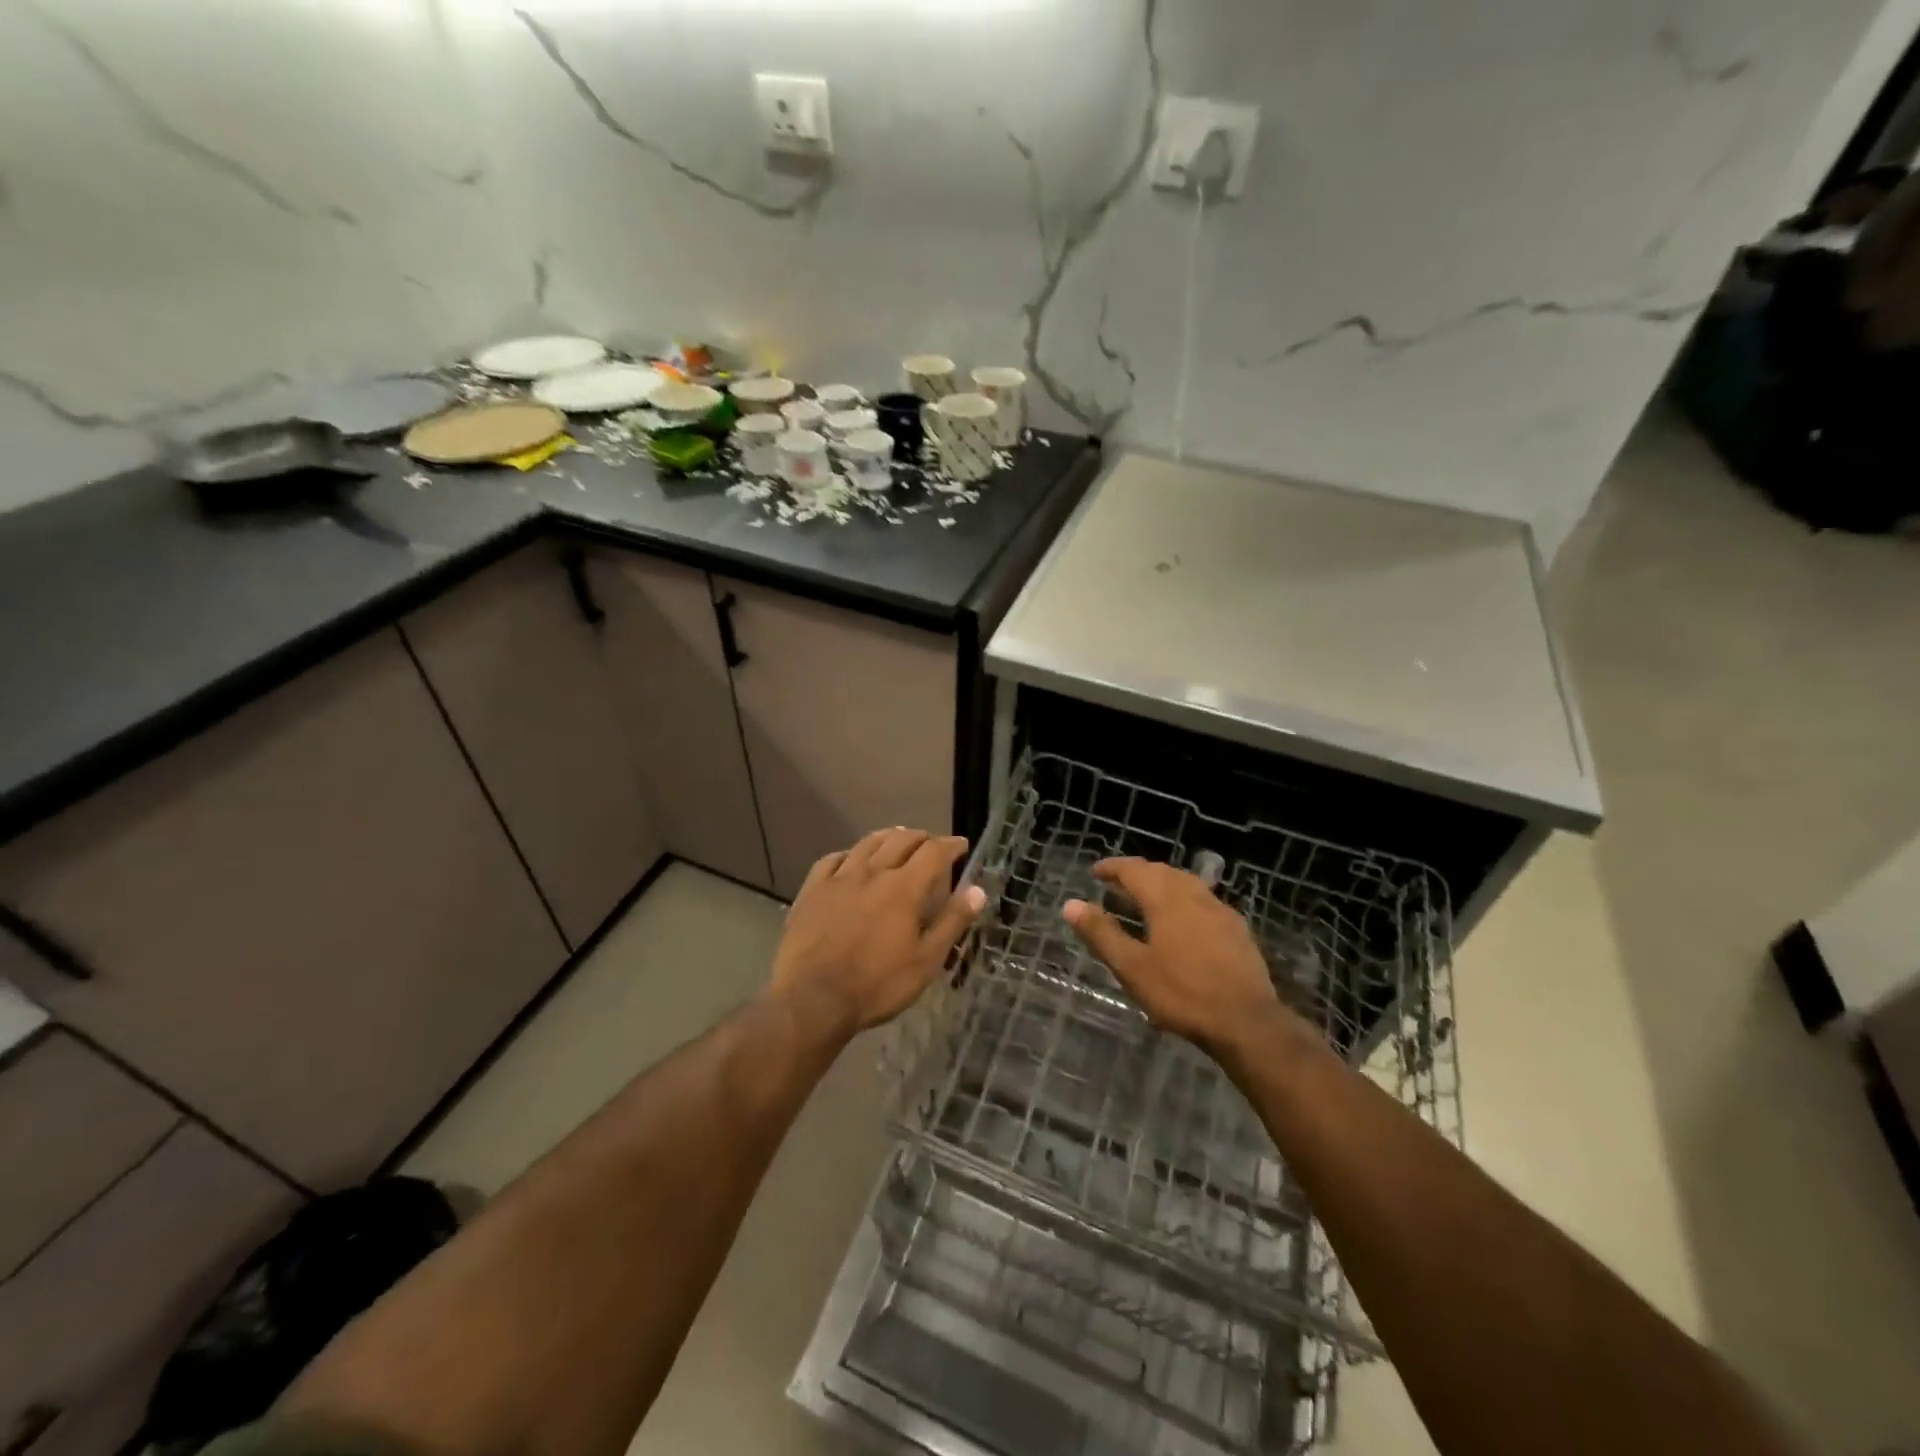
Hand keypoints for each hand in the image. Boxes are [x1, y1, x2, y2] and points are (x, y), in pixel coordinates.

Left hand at [769, 828, 986, 1040]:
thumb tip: (977, 890)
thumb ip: (952, 921)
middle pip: (900, 840)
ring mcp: (838, 879)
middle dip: (921, 837)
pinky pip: (832, 860)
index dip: (950, 845)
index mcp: (903, 888)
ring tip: (897, 837)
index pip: (933, 852)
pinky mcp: (812, 890)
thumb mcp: (926, 961)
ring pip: (867, 843)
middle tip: (932, 843)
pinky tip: (850, 859)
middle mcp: (872, 872)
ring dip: (888, 836)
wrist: (812, 999)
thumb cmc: (876, 984)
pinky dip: (848, 854)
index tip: (961, 845)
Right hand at [1063, 858, 1304, 1055]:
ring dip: (1162, 884)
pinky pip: (1204, 901)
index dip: (1113, 868)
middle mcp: (1194, 895)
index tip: (1095, 872)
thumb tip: (1070, 904)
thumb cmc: (1182, 993)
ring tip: (1146, 899)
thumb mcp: (1132, 967)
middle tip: (1117, 884)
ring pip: (1186, 884)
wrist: (1247, 1022)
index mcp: (1165, 899)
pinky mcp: (1237, 930)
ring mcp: (1220, 911)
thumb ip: (1101, 933)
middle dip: (1137, 874)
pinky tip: (1183, 922)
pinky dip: (1184, 901)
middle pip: (1162, 872)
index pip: (1134, 870)